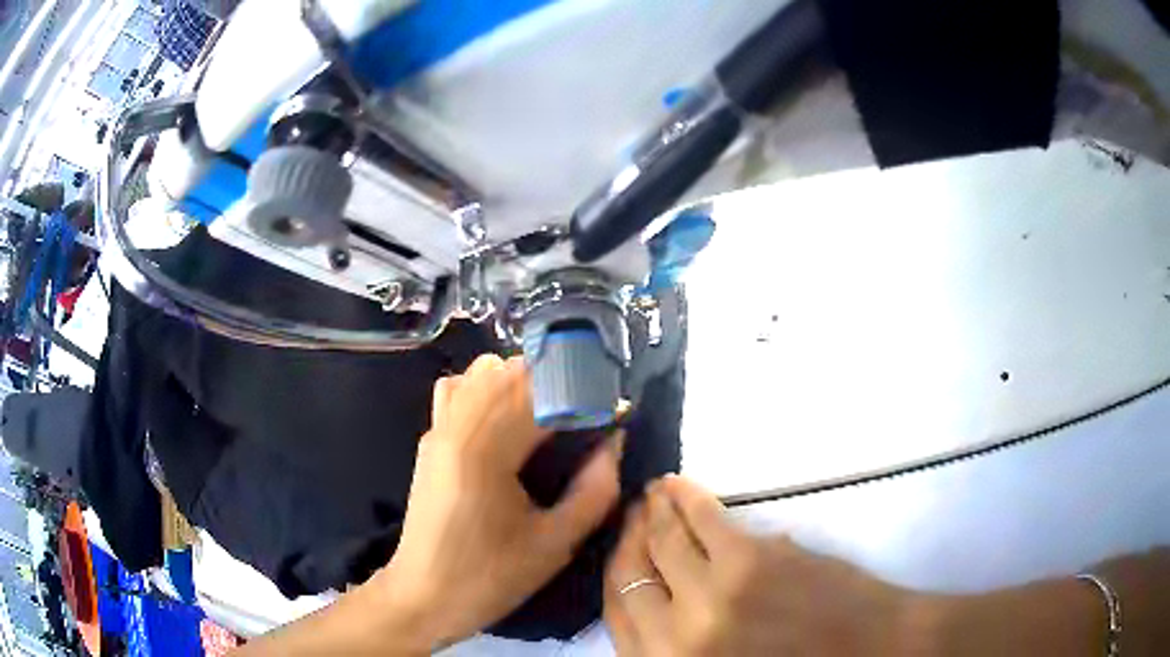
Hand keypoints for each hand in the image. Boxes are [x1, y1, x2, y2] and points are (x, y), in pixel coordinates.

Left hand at [373, 355, 620, 649]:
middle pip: (515, 369)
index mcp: (487, 449)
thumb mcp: (554, 544)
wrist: (421, 596)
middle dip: (560, 381)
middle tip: (587, 416)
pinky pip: (461, 387)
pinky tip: (508, 422)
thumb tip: (613, 444)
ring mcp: (439, 427)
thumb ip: (594, 491)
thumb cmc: (488, 577)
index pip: (544, 390)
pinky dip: (490, 387)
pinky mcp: (431, 438)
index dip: (587, 392)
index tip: (614, 413)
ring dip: (525, 381)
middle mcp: (458, 424)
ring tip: (550, 416)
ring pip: (485, 370)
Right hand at [605, 475, 914, 655]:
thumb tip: (657, 600)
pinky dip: (686, 498)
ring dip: (651, 513)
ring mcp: (712, 597)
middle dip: (627, 540)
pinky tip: (676, 485)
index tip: (619, 551)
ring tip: (650, 493)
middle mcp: (677, 638)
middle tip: (630, 515)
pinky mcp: (749, 561)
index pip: (618, 617)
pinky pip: (703, 521)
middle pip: (630, 577)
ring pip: (662, 544)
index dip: (616, 579)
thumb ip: (680, 643)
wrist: (871, 649)